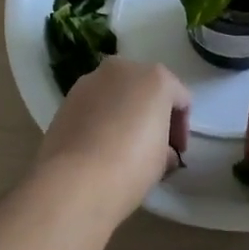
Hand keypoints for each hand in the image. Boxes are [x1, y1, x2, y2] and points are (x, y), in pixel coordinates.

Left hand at [33, 58, 190, 224]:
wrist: (74, 181)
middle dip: (152, 114)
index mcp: (155, 77)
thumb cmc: (131, 166)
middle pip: (146, 89)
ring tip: (123, 147)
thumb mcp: (163, 160)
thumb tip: (161, 151)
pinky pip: (94, 105)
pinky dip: (101, 118)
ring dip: (124, 113)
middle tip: (154, 146)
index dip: (182, 128)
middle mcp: (122, 68)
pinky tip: (100, 146)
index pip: (180, 99)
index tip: (177, 153)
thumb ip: (166, 147)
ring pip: (117, 94)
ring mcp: (90, 80)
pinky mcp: (67, 98)